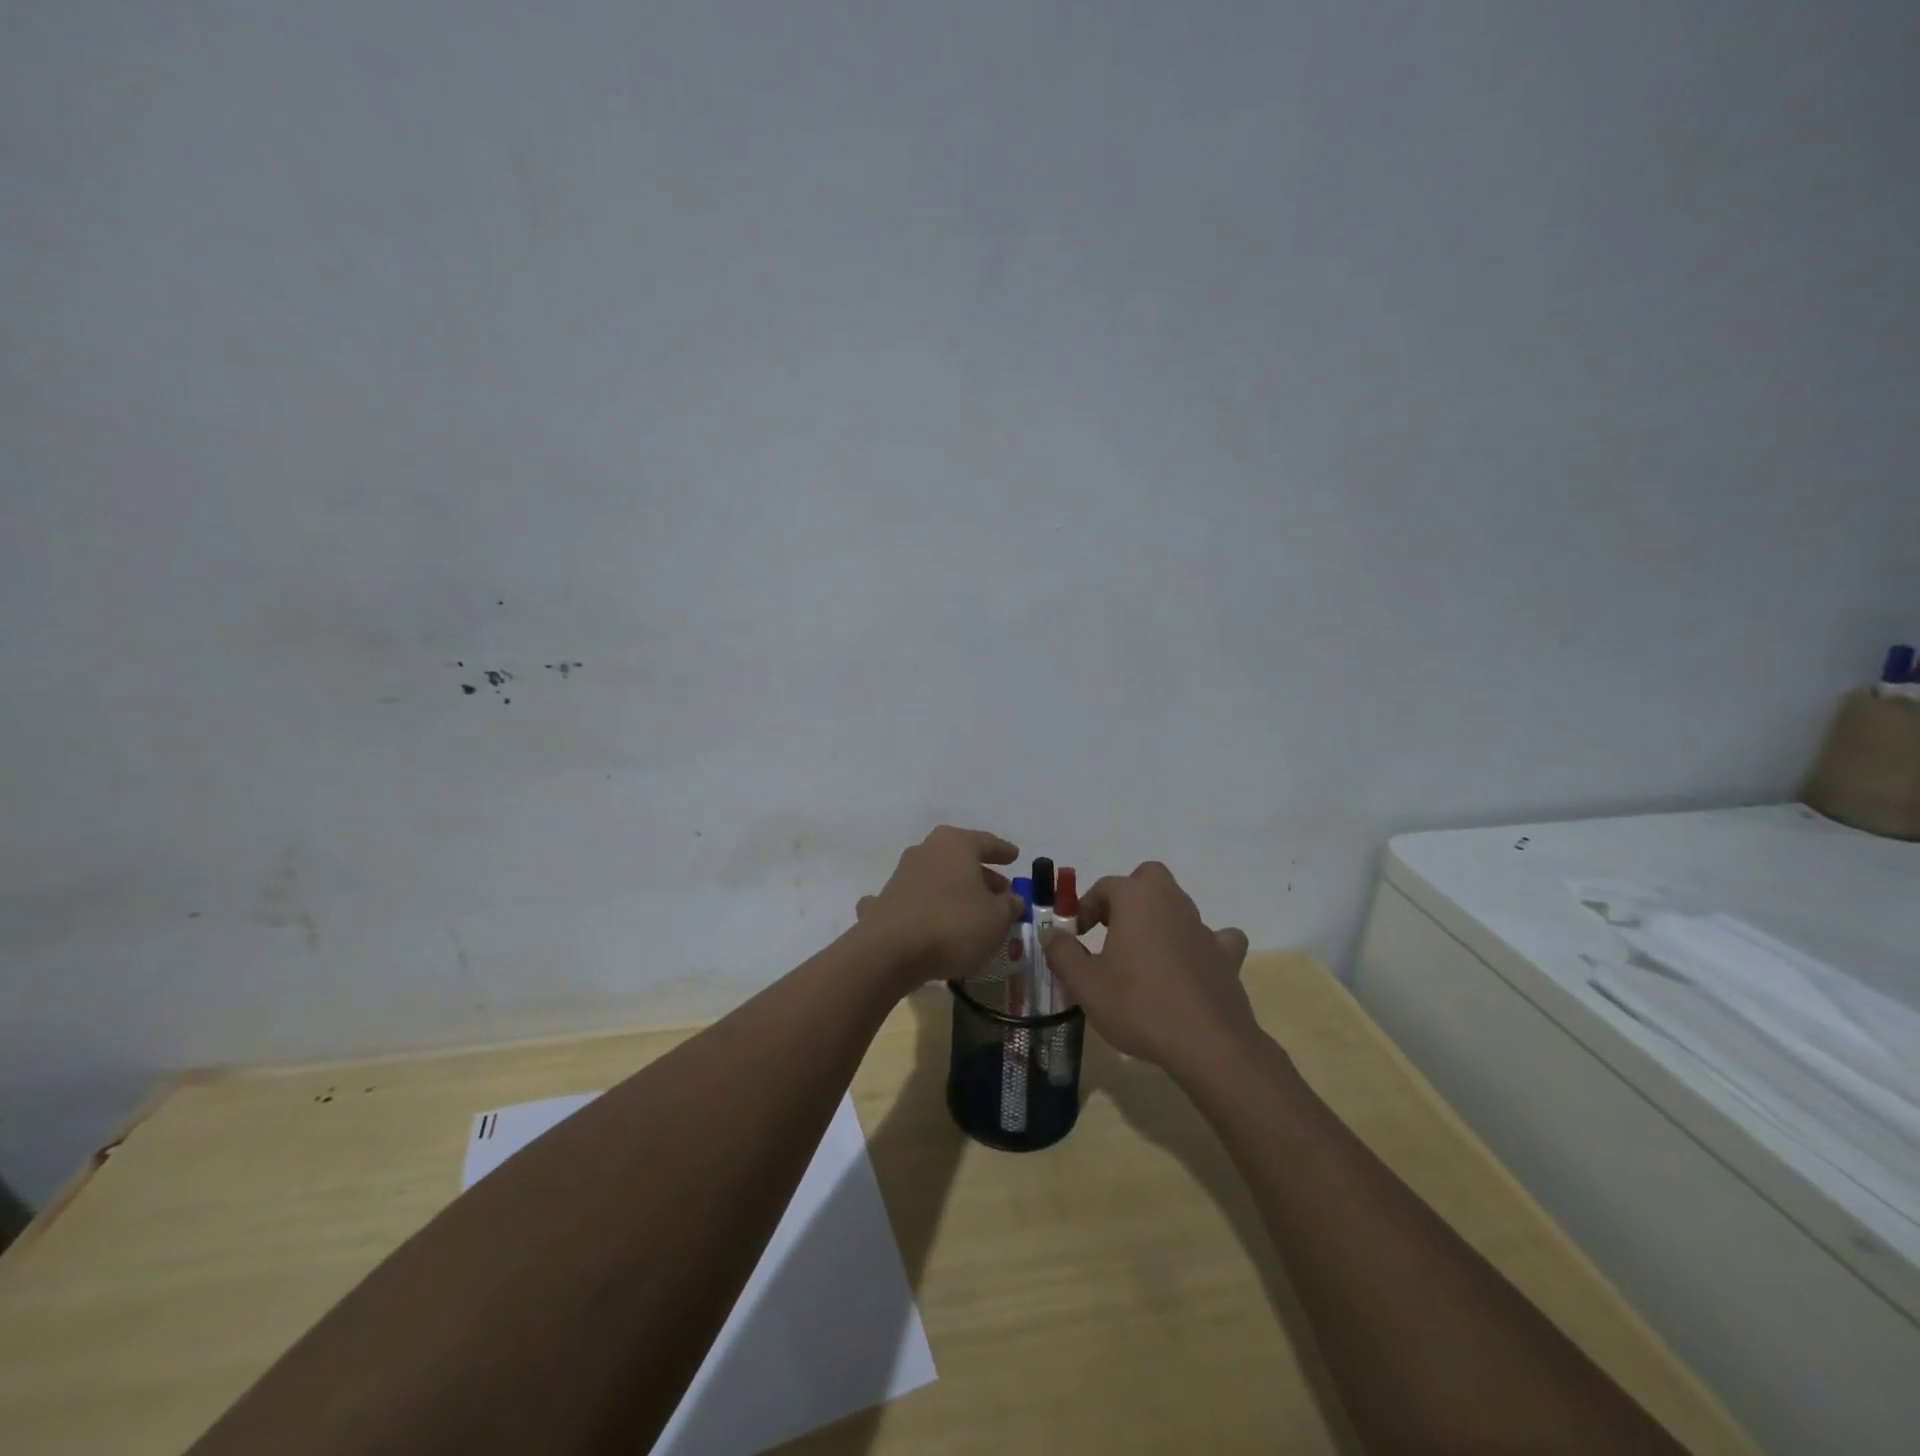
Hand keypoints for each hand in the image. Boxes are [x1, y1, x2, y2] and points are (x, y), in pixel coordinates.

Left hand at [856, 826, 1024, 988]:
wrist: (890, 950)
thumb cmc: (953, 925)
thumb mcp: (996, 919)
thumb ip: (1009, 906)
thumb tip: (1012, 899)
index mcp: (956, 844)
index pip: (986, 842)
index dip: (1002, 850)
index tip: (1014, 856)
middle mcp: (927, 851)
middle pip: (960, 859)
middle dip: (980, 874)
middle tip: (999, 891)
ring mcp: (902, 874)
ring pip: (937, 878)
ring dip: (954, 891)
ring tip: (971, 911)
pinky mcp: (885, 901)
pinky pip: (914, 900)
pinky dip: (925, 907)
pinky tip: (930, 922)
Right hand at [1041, 861, 1254, 1081]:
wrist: (1207, 1044)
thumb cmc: (1138, 1005)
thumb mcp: (1085, 984)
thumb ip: (1063, 952)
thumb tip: (1050, 932)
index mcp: (1136, 899)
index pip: (1104, 887)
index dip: (1085, 908)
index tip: (1076, 935)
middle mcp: (1171, 902)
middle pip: (1147, 879)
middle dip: (1128, 895)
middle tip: (1112, 929)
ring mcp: (1203, 927)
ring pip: (1177, 905)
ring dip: (1159, 919)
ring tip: (1143, 955)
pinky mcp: (1226, 955)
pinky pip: (1215, 938)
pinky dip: (1200, 945)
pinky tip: (1191, 966)